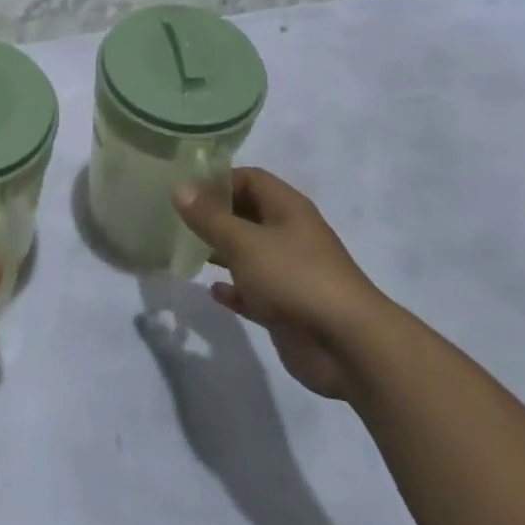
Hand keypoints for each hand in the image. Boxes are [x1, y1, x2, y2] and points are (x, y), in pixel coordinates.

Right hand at [174, 169, 388, 399]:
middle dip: (215, 216)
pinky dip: (234, 289)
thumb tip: (179, 188)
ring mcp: (290, 272)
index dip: (218, 180)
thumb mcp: (244, 242)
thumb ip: (209, 217)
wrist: (347, 345)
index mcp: (287, 208)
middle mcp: (290, 234)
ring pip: (249, 253)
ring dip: (221, 252)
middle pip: (247, 214)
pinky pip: (254, 291)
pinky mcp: (287, 307)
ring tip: (185, 252)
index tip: (185, 191)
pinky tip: (212, 293)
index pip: (250, 178)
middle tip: (177, 221)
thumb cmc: (294, 278)